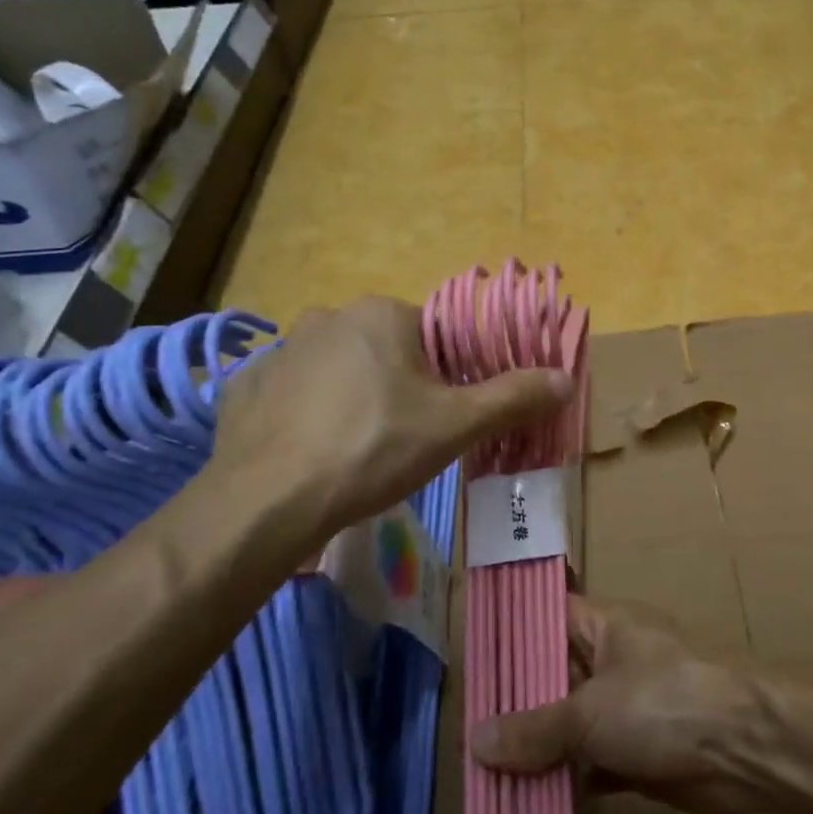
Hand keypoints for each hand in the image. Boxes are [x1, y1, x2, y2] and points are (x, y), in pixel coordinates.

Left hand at [209, 296, 570, 547]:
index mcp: (382, 314)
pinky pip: (292, 393)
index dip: (448, 377)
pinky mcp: (246, 385)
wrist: (271, 499)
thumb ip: (512, 397)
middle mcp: (329, 316)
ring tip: (357, 451)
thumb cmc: (374, 449)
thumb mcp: (454, 426)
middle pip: (386, 351)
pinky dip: (307, 414)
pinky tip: (311, 452)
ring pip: (339, 370)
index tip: (443, 417)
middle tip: (404, 438)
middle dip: (401, 388)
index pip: (434, 335)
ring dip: (354, 398)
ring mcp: (280, 349)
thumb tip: (566, 377)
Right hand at [470, 596, 771, 813]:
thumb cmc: (666, 704)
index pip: (544, 617)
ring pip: (571, 724)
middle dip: (515, 705)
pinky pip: (591, 763)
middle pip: (553, 676)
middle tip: (462, 732)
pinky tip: (527, 803)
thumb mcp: (590, 711)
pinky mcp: (640, 752)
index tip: (468, 663)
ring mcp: (629, 707)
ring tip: (481, 774)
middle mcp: (614, 660)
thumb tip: (475, 741)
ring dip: (538, 749)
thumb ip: (534, 728)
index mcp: (605, 626)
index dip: (508, 635)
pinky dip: (566, 781)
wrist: (750, 750)